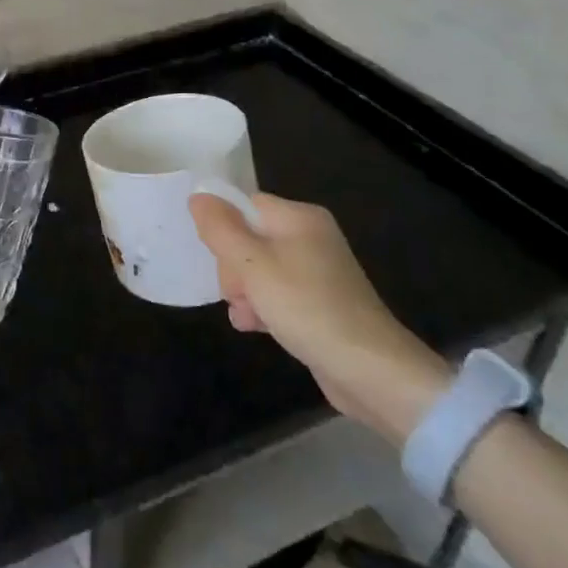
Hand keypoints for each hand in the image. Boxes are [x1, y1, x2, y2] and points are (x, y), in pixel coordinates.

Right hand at [189, 192, 449, 444]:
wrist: (370, 371)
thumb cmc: (307, 307)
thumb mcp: (252, 265)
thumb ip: (220, 229)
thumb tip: (198, 196)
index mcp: (300, 218)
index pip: (246, 205)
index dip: (225, 229)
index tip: (217, 259)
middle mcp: (311, 237)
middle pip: (250, 238)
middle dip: (233, 268)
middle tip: (237, 294)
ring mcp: (318, 272)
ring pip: (260, 270)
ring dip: (245, 293)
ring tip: (246, 316)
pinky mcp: (320, 303)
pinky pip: (279, 294)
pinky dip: (264, 307)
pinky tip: (255, 327)